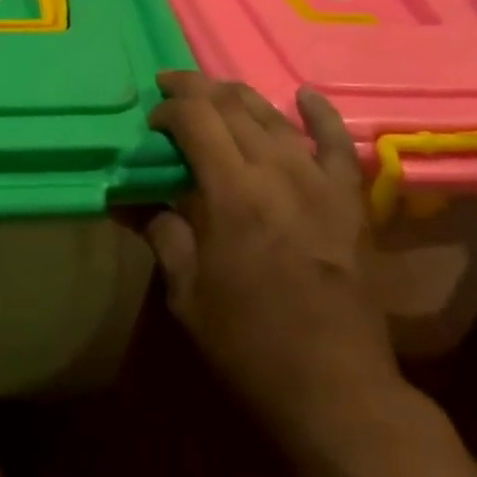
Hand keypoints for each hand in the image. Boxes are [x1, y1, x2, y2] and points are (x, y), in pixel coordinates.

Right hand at [144, 71, 407, 454]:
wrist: (336, 387)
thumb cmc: (250, 345)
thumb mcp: (188, 293)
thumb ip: (161, 233)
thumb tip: (128, 198)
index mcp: (232, 193)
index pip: (195, 119)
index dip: (168, 110)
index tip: (151, 122)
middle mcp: (276, 172)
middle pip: (231, 106)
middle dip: (196, 90)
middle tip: (171, 89)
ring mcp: (318, 181)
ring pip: (274, 116)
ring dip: (239, 96)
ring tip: (214, 92)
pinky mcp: (348, 198)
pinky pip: (336, 142)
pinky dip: (319, 113)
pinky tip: (303, 94)